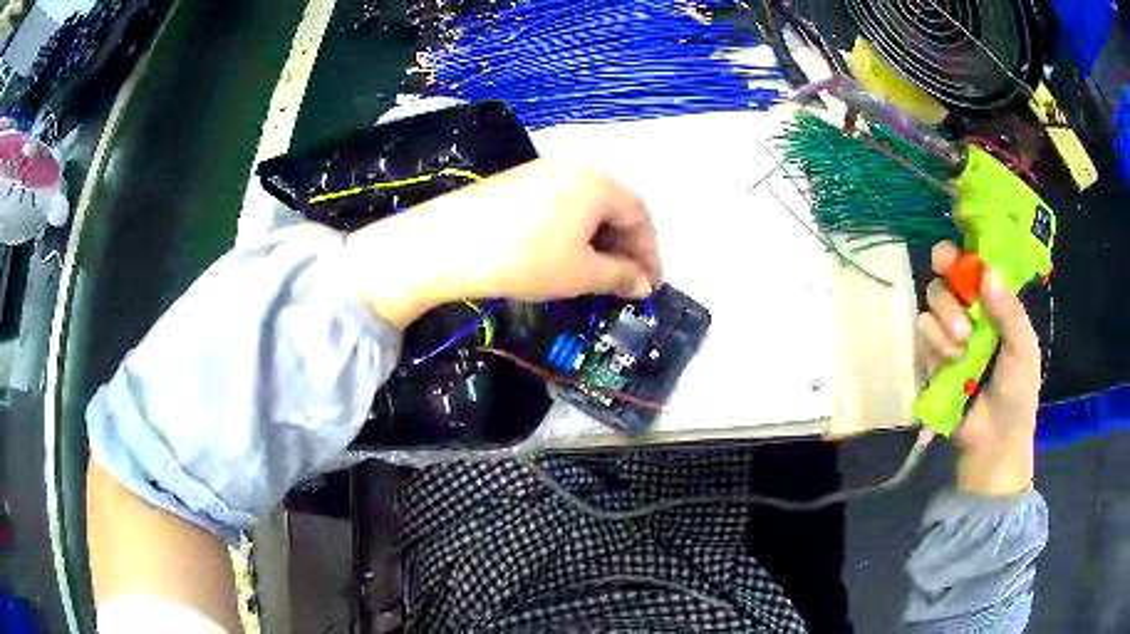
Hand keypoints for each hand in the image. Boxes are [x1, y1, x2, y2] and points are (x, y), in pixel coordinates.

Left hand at [341, 159, 661, 327]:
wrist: (445, 243)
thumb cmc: (524, 258)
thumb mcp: (579, 273)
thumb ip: (619, 277)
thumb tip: (643, 284)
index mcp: (597, 183)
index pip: (640, 214)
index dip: (650, 251)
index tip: (651, 284)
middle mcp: (573, 168)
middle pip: (613, 206)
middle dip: (625, 245)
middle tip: (626, 281)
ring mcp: (541, 171)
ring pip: (586, 205)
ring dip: (599, 239)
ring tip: (596, 272)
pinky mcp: (515, 182)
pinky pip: (559, 204)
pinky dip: (572, 230)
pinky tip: (562, 254)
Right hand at [917, 241, 1040, 496]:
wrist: (992, 444)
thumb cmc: (1017, 394)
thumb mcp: (1023, 350)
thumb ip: (1009, 311)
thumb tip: (986, 270)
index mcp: (995, 302)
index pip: (975, 263)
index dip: (961, 252)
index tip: (951, 256)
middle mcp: (971, 309)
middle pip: (946, 276)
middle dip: (951, 296)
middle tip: (964, 326)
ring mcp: (949, 332)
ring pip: (932, 301)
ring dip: (944, 324)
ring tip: (961, 351)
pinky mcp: (931, 355)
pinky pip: (922, 331)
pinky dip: (934, 343)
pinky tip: (949, 363)